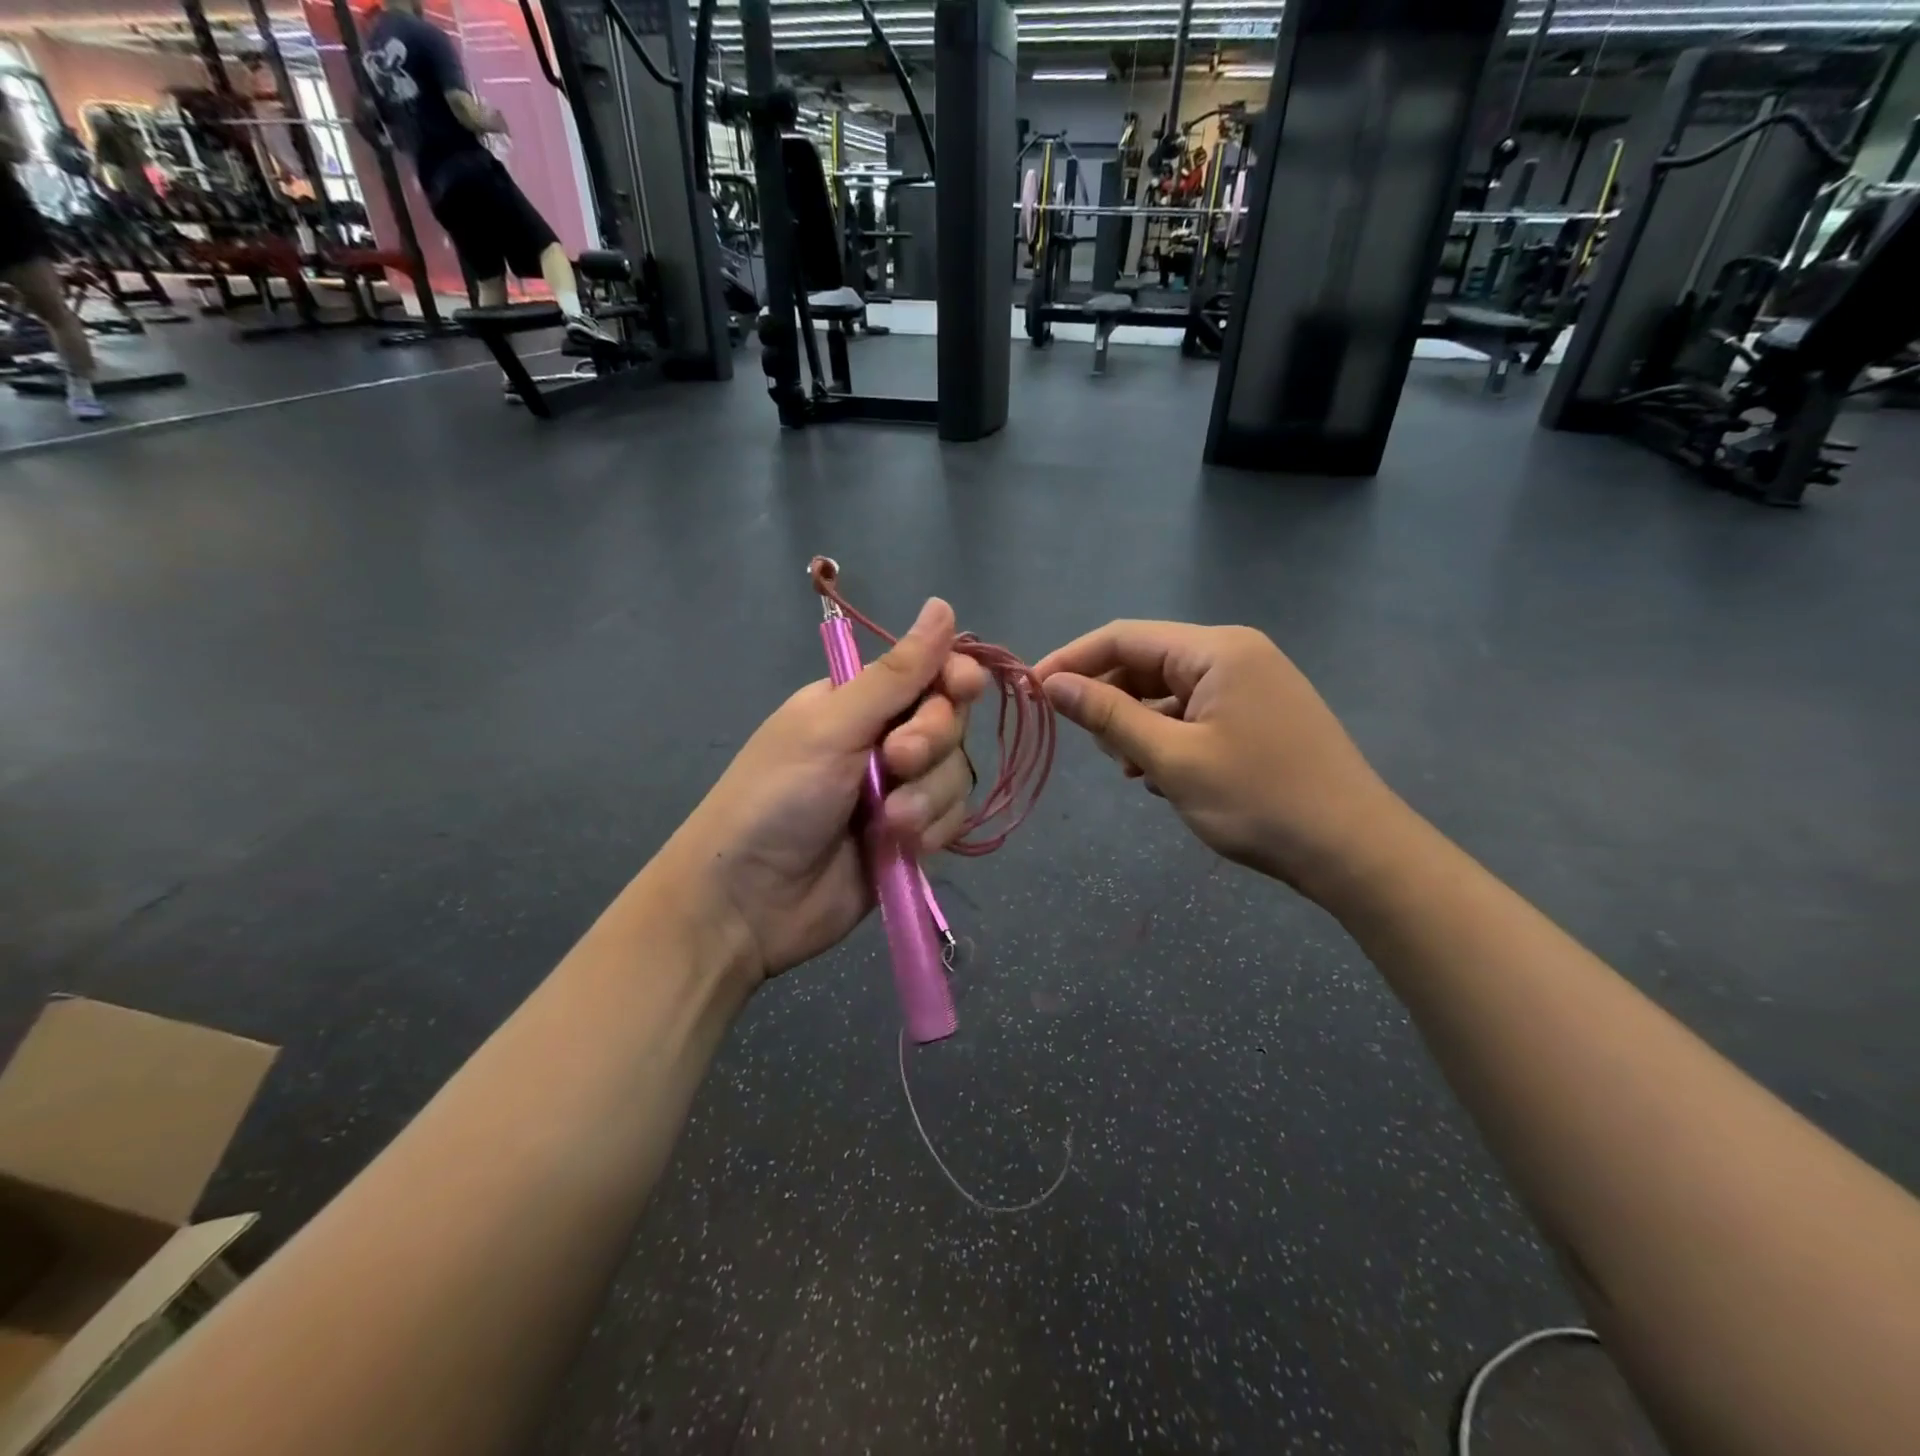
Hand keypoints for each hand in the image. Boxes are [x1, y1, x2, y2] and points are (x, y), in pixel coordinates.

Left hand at [662, 599, 987, 984]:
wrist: (747, 903)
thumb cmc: (776, 798)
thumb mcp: (832, 727)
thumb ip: (896, 675)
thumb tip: (943, 605)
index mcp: (858, 702)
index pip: (928, 673)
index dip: (953, 677)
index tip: (962, 687)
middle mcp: (883, 740)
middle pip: (950, 723)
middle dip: (931, 742)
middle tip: (896, 761)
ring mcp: (900, 791)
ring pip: (955, 774)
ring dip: (927, 797)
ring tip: (886, 823)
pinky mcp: (911, 837)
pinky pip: (950, 819)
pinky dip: (930, 830)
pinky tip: (897, 846)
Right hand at [1033, 621, 1404, 900]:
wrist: (1353, 851)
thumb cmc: (1258, 799)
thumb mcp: (1172, 759)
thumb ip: (1108, 715)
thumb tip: (1053, 684)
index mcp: (1217, 650)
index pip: (1124, 637)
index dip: (1072, 661)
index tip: (1032, 692)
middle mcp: (1235, 654)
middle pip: (1146, 662)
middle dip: (1110, 700)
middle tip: (1096, 748)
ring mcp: (1251, 684)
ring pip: (1168, 692)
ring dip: (1137, 725)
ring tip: (1132, 770)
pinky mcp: (1258, 714)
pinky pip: (1193, 712)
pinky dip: (1167, 737)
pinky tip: (1161, 776)